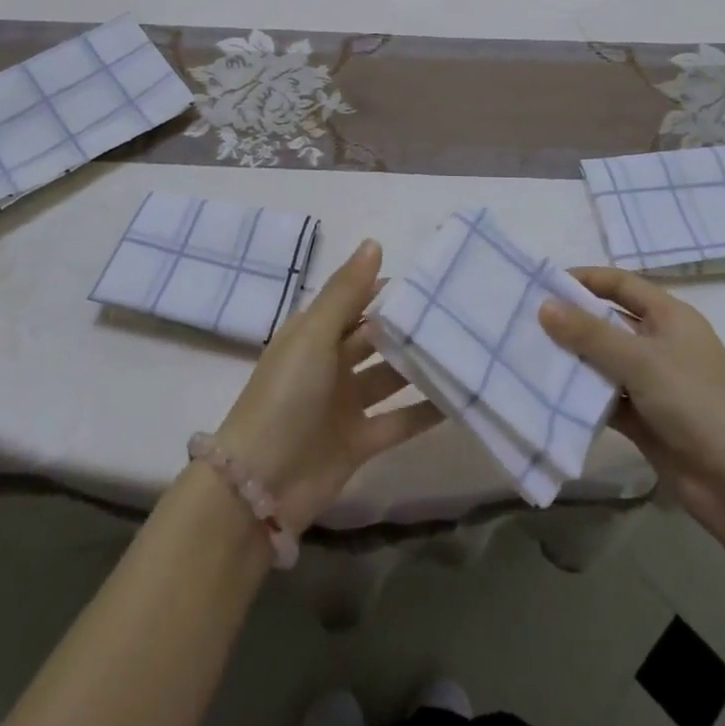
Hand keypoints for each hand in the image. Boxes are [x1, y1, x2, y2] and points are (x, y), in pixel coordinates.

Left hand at [215, 239, 441, 529]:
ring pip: (389, 378)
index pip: (353, 303)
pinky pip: (398, 420)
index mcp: (312, 334)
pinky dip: (424, 411)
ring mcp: (344, 404)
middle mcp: (329, 364)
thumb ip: (347, 291)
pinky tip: (458, 398)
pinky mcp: (360, 441)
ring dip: (418, 366)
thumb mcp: (314, 334)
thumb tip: (374, 242)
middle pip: (374, 339)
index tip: (427, 279)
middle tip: (454, 313)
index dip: (383, 289)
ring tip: (463, 349)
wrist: (261, 483)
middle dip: (406, 328)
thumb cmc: (286, 394)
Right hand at [540, 268, 724, 552]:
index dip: (585, 279)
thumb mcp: (641, 360)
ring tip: (526, 355)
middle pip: (608, 322)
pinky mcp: (642, 418)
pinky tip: (546, 393)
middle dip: (570, 322)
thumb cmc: (696, 402)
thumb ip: (590, 334)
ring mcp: (651, 383)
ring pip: (602, 362)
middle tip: (524, 321)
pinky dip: (580, 396)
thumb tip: (544, 306)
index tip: (543, 283)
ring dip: (572, 361)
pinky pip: (603, 398)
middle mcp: (660, 344)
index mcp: (670, 317)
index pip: (621, 285)